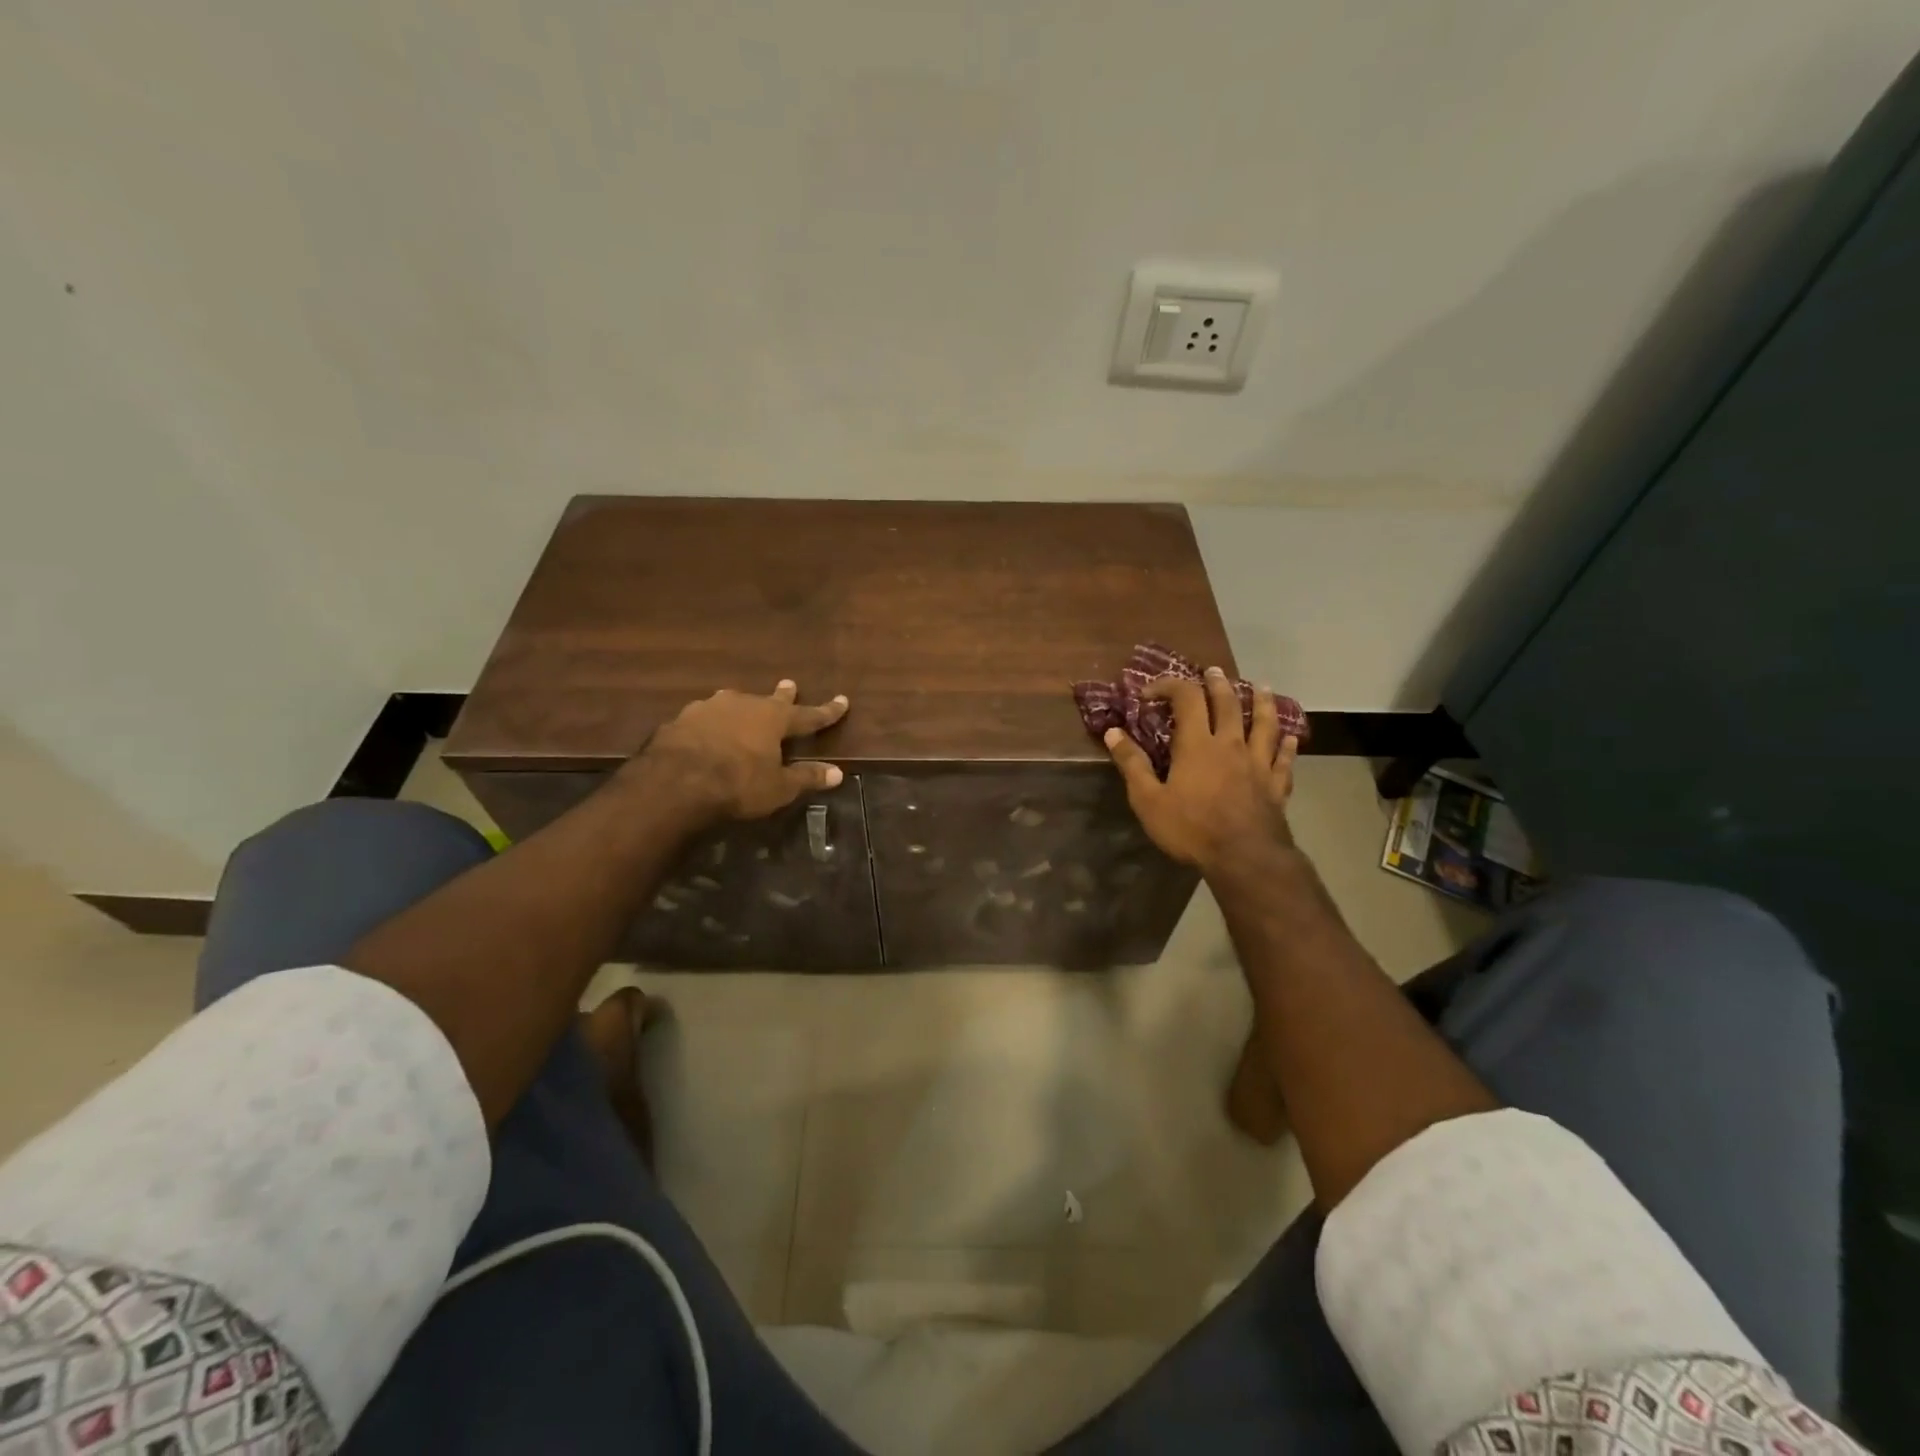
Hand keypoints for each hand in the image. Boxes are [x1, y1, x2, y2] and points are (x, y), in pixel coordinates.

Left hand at [637, 679, 848, 820]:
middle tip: (789, 684)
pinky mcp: (681, 720)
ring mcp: (709, 709)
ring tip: (740, 703)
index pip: (808, 715)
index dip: (827, 711)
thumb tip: (838, 773)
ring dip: (740, 705)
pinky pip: (703, 718)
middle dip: (783, 695)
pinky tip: (704, 729)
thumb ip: (806, 778)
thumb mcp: (778, 787)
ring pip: (731, 702)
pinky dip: (710, 723)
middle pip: (768, 699)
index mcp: (773, 719)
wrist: (675, 782)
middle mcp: (744, 704)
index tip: (843, 700)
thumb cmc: (737, 784)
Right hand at [1105, 669, 1298, 872]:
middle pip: (1228, 703)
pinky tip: (1290, 738)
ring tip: (1260, 687)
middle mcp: (1230, 744)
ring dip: (1261, 702)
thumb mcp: (1148, 799)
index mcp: (1197, 744)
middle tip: (1213, 672)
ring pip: (1264, 723)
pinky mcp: (1276, 784)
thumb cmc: (1191, 828)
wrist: (1244, 858)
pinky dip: (1287, 745)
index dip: (1169, 686)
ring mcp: (1258, 763)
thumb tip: (1112, 732)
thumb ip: (1132, 764)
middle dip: (1218, 684)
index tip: (1150, 692)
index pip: (1186, 698)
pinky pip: (1284, 758)